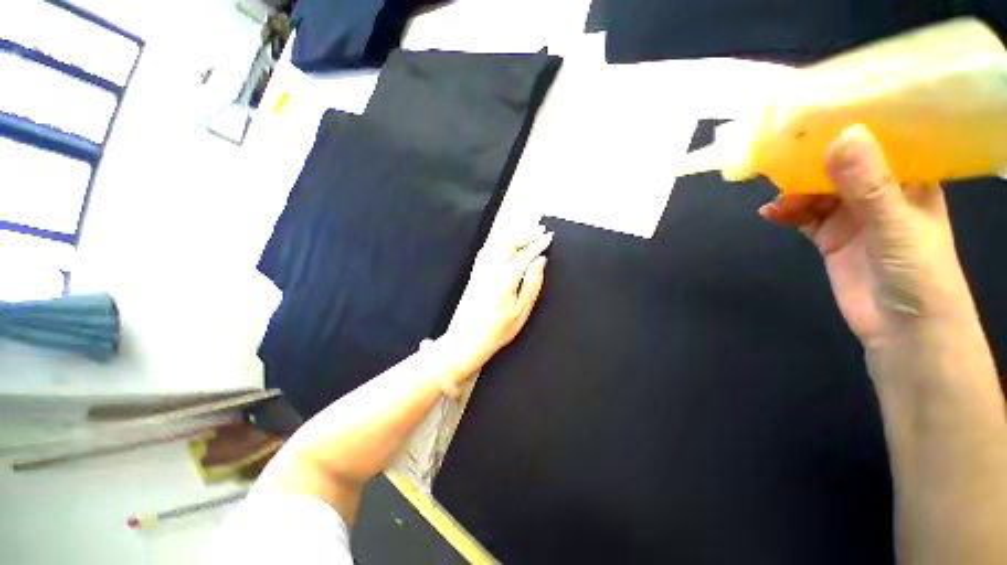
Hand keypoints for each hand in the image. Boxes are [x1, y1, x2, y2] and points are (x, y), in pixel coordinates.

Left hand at [440, 225, 551, 373]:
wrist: (466, 341)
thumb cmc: (497, 331)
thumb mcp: (521, 311)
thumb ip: (532, 283)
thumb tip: (540, 262)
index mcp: (503, 280)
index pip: (524, 255)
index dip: (538, 244)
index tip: (549, 237)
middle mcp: (489, 270)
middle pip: (508, 243)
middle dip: (526, 234)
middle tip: (540, 230)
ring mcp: (479, 271)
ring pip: (496, 243)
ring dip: (513, 235)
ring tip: (527, 233)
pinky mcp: (474, 274)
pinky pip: (488, 250)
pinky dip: (499, 241)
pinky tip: (505, 243)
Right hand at [758, 124, 981, 352]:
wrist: (903, 330)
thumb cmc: (917, 273)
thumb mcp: (894, 223)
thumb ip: (868, 183)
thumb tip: (841, 134)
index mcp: (908, 178)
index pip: (881, 138)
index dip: (854, 121)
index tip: (821, 109)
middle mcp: (880, 191)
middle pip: (842, 163)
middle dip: (813, 157)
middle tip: (781, 150)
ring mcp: (853, 215)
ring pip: (818, 189)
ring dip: (795, 188)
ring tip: (775, 192)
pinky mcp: (831, 237)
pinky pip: (804, 216)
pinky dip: (787, 212)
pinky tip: (772, 213)